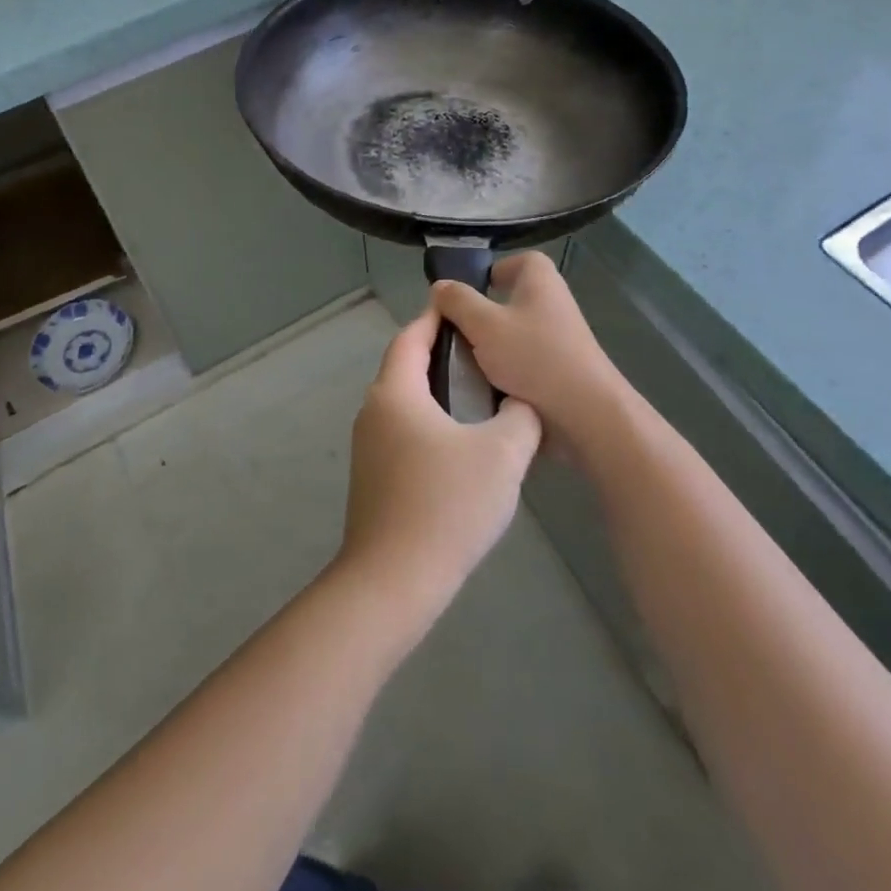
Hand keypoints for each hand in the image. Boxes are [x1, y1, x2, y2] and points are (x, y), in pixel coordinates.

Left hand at [335, 307, 542, 627]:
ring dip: (437, 393)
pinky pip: (404, 433)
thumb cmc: (446, 505)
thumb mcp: (502, 455)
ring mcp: (368, 448)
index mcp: (395, 393)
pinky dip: (430, 424)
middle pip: (405, 368)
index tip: (464, 309)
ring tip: (482, 397)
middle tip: (485, 354)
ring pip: (405, 404)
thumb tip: (521, 403)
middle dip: (441, 355)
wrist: (393, 581)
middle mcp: (373, 412)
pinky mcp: (373, 478)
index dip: (436, 319)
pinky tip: (463, 446)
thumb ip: (520, 417)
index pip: (411, 337)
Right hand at [431, 252, 626, 448]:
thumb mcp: (483, 324)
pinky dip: (505, 369)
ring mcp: (559, 337)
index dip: (491, 272)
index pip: (516, 261)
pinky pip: (523, 359)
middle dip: (482, 315)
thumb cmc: (533, 356)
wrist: (584, 411)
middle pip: (510, 299)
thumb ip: (457, 302)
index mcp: (540, 280)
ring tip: (463, 363)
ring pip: (513, 332)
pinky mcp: (559, 367)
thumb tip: (440, 286)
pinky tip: (484, 385)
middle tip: (455, 332)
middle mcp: (553, 302)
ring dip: (490, 346)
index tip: (465, 295)